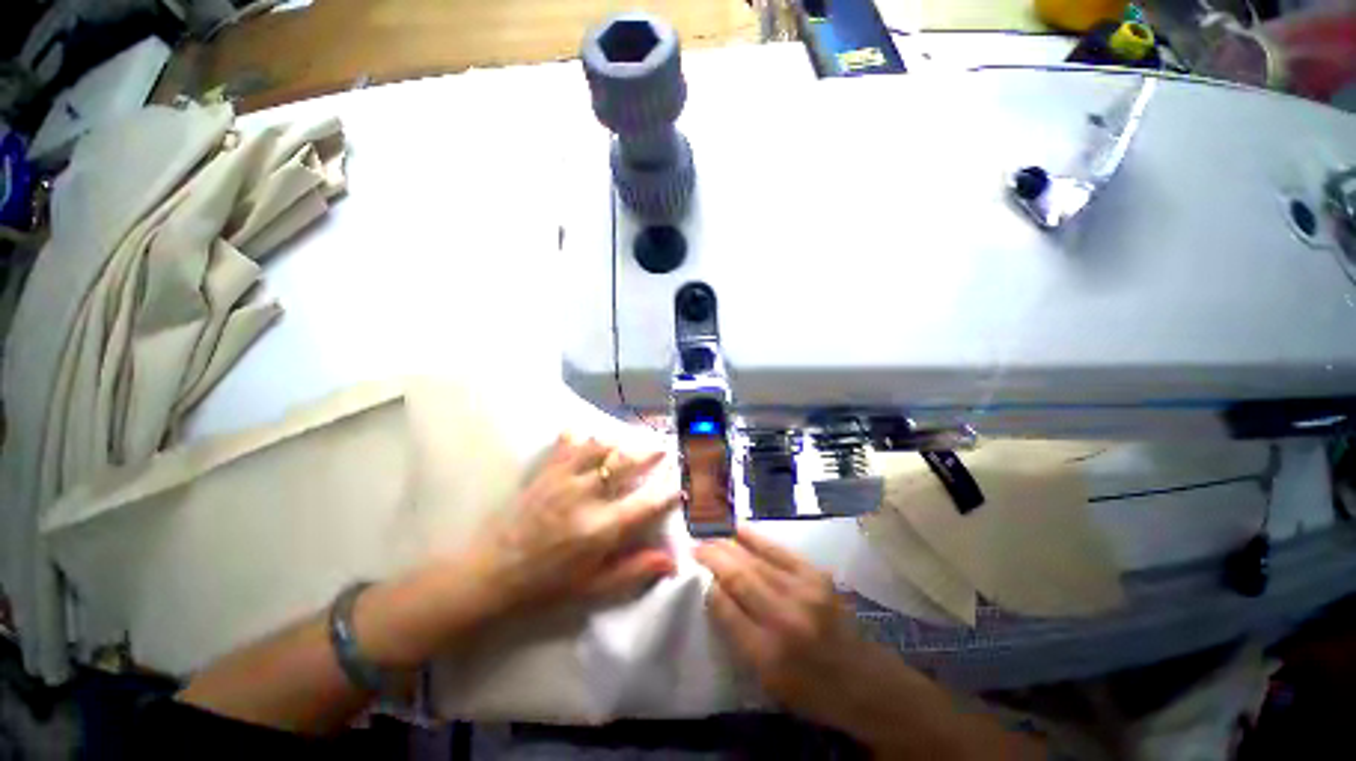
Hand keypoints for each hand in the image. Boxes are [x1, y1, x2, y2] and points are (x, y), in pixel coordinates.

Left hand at [470, 433, 681, 614]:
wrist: (492, 573)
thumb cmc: (547, 584)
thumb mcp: (593, 586)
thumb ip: (634, 570)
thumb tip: (673, 562)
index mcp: (601, 529)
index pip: (646, 504)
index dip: (668, 492)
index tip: (681, 485)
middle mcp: (586, 497)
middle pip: (625, 464)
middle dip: (649, 454)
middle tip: (662, 448)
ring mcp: (564, 480)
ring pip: (600, 447)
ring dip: (619, 442)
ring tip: (630, 442)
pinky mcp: (546, 472)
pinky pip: (568, 443)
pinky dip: (582, 436)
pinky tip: (588, 435)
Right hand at [694, 527, 878, 728]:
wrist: (863, 679)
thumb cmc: (808, 687)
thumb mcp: (766, 679)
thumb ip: (737, 635)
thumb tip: (713, 590)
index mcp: (769, 654)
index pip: (726, 609)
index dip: (707, 585)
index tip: (694, 570)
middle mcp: (785, 617)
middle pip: (739, 577)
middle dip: (713, 556)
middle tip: (695, 545)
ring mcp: (804, 591)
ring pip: (755, 559)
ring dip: (728, 543)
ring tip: (710, 533)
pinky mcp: (816, 574)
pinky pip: (777, 549)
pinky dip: (754, 537)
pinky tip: (737, 528)